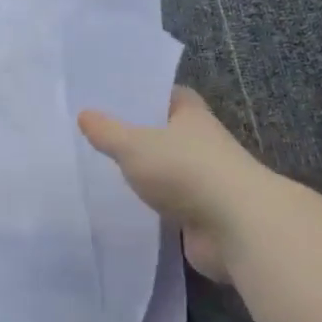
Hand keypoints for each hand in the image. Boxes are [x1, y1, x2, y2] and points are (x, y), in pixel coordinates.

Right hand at [79, 87, 278, 281]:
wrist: (237, 227)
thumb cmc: (185, 171)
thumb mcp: (134, 145)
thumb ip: (107, 131)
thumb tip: (84, 114)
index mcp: (192, 116)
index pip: (171, 95)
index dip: (147, 94)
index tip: (117, 99)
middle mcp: (202, 144)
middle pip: (169, 133)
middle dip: (141, 134)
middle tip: (100, 135)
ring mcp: (205, 181)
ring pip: (169, 170)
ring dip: (147, 173)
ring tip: (106, 171)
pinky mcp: (202, 215)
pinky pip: (170, 204)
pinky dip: (152, 206)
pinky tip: (125, 206)